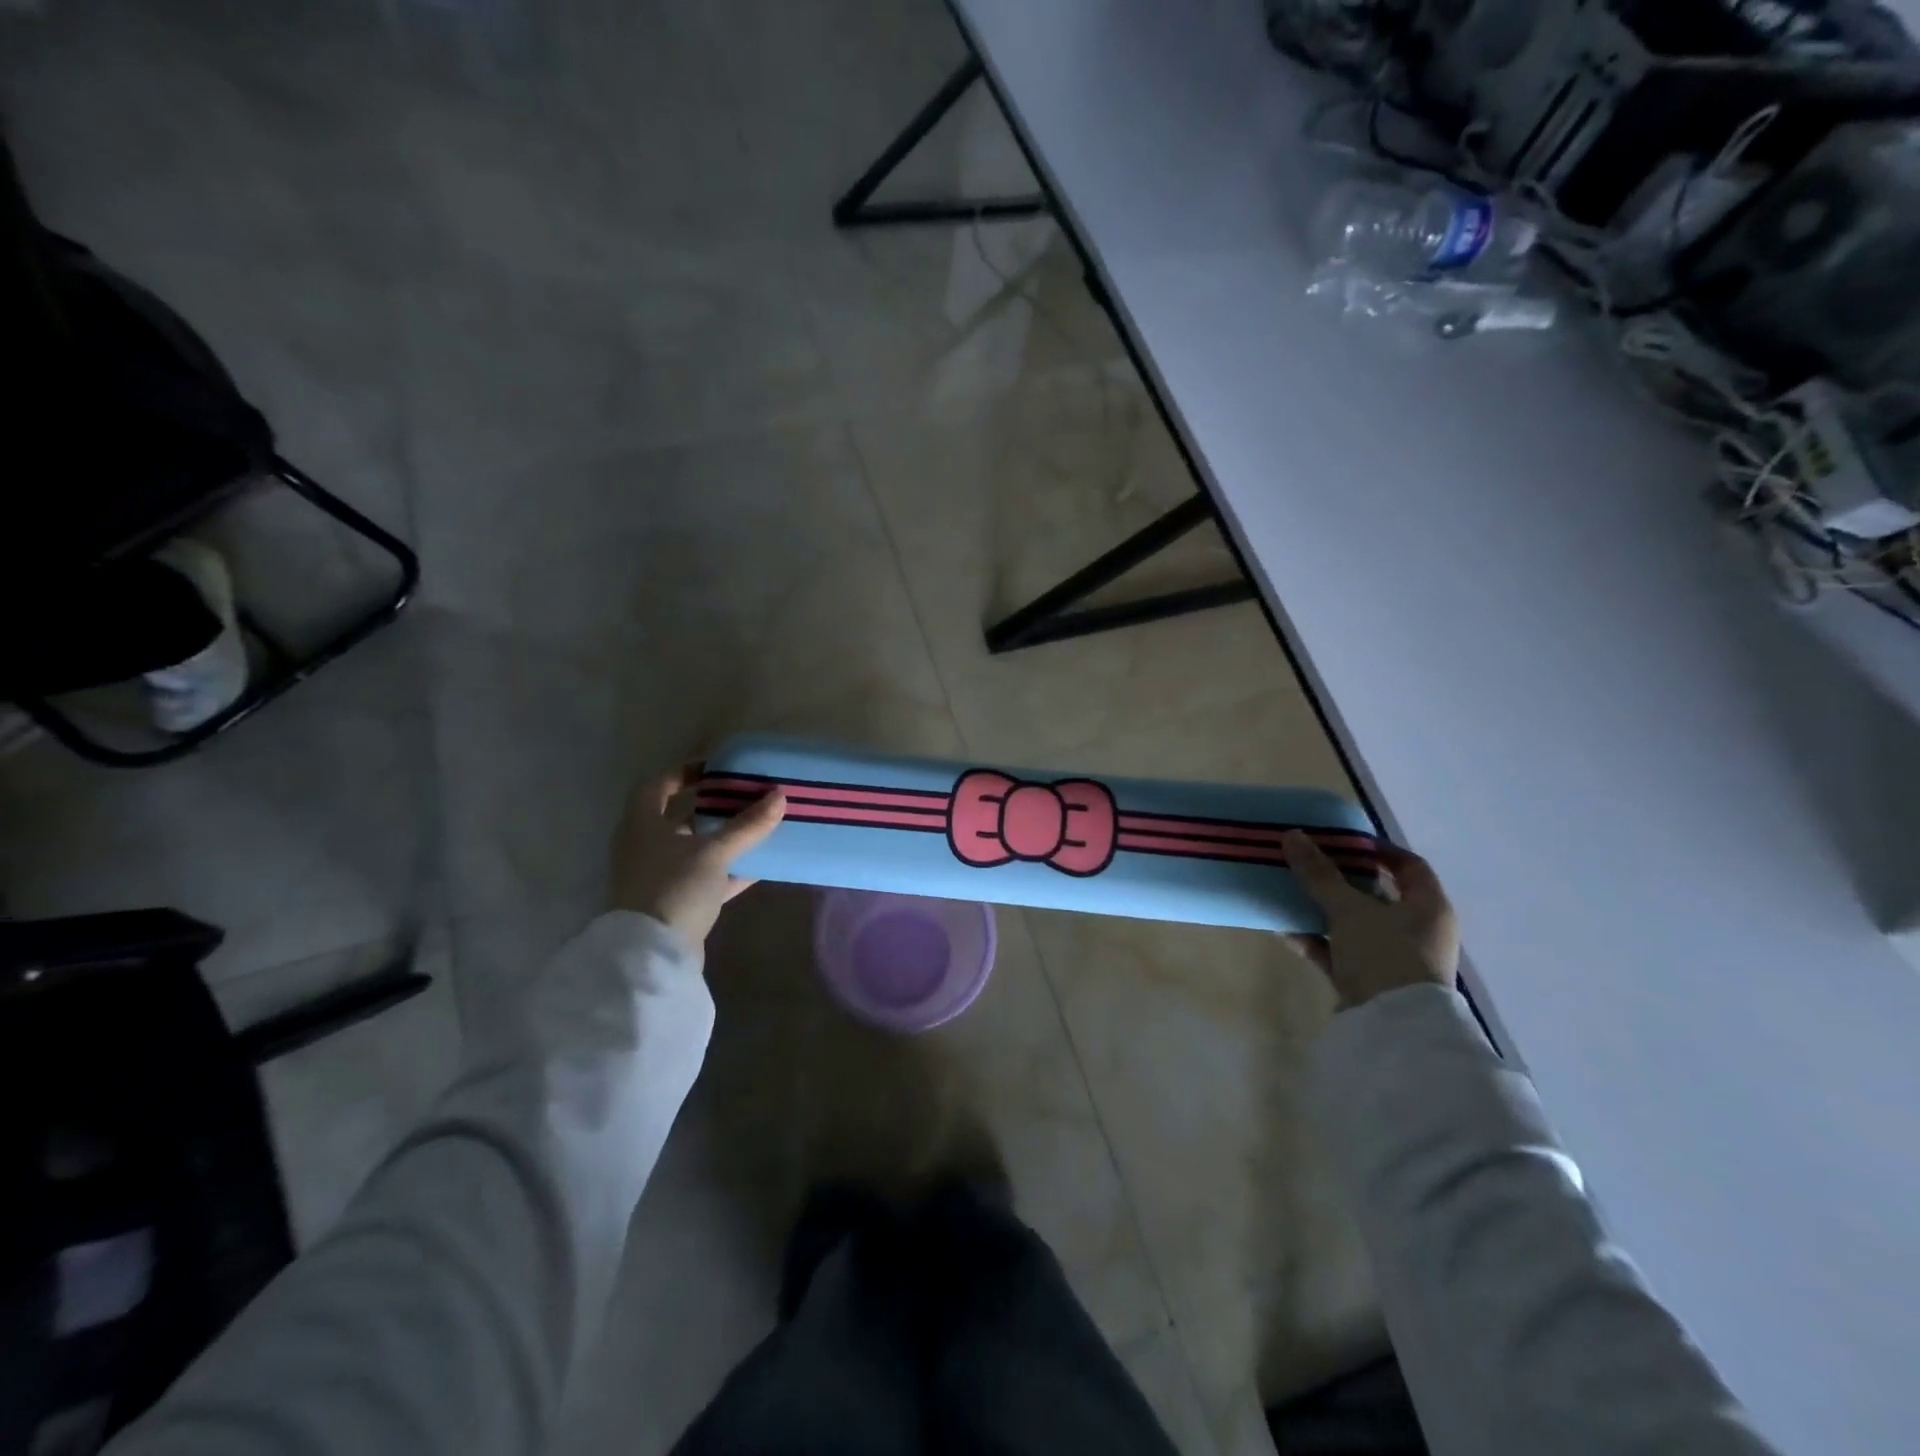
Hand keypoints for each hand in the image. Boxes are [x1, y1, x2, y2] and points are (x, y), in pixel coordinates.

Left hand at [609, 765, 785, 948]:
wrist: (653, 954)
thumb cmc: (674, 887)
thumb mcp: (715, 852)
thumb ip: (747, 825)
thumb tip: (780, 795)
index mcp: (642, 825)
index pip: (658, 786)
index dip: (685, 772)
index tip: (717, 769)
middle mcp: (644, 847)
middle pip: (677, 817)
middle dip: (710, 807)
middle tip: (742, 797)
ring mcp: (657, 877)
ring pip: (692, 849)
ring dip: (720, 839)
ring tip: (754, 827)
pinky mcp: (673, 903)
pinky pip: (703, 878)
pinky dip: (726, 870)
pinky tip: (756, 867)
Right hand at [1280, 831, 1460, 1008]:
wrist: (1392, 1031)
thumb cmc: (1384, 956)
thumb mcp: (1349, 909)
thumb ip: (1319, 874)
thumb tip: (1293, 836)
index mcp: (1428, 907)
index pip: (1409, 865)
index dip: (1377, 849)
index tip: (1341, 839)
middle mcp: (1416, 930)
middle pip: (1376, 893)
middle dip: (1340, 877)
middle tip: (1308, 861)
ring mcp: (1392, 958)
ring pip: (1353, 922)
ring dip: (1322, 908)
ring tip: (1288, 891)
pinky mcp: (1368, 981)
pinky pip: (1338, 950)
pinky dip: (1314, 939)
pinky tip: (1283, 929)